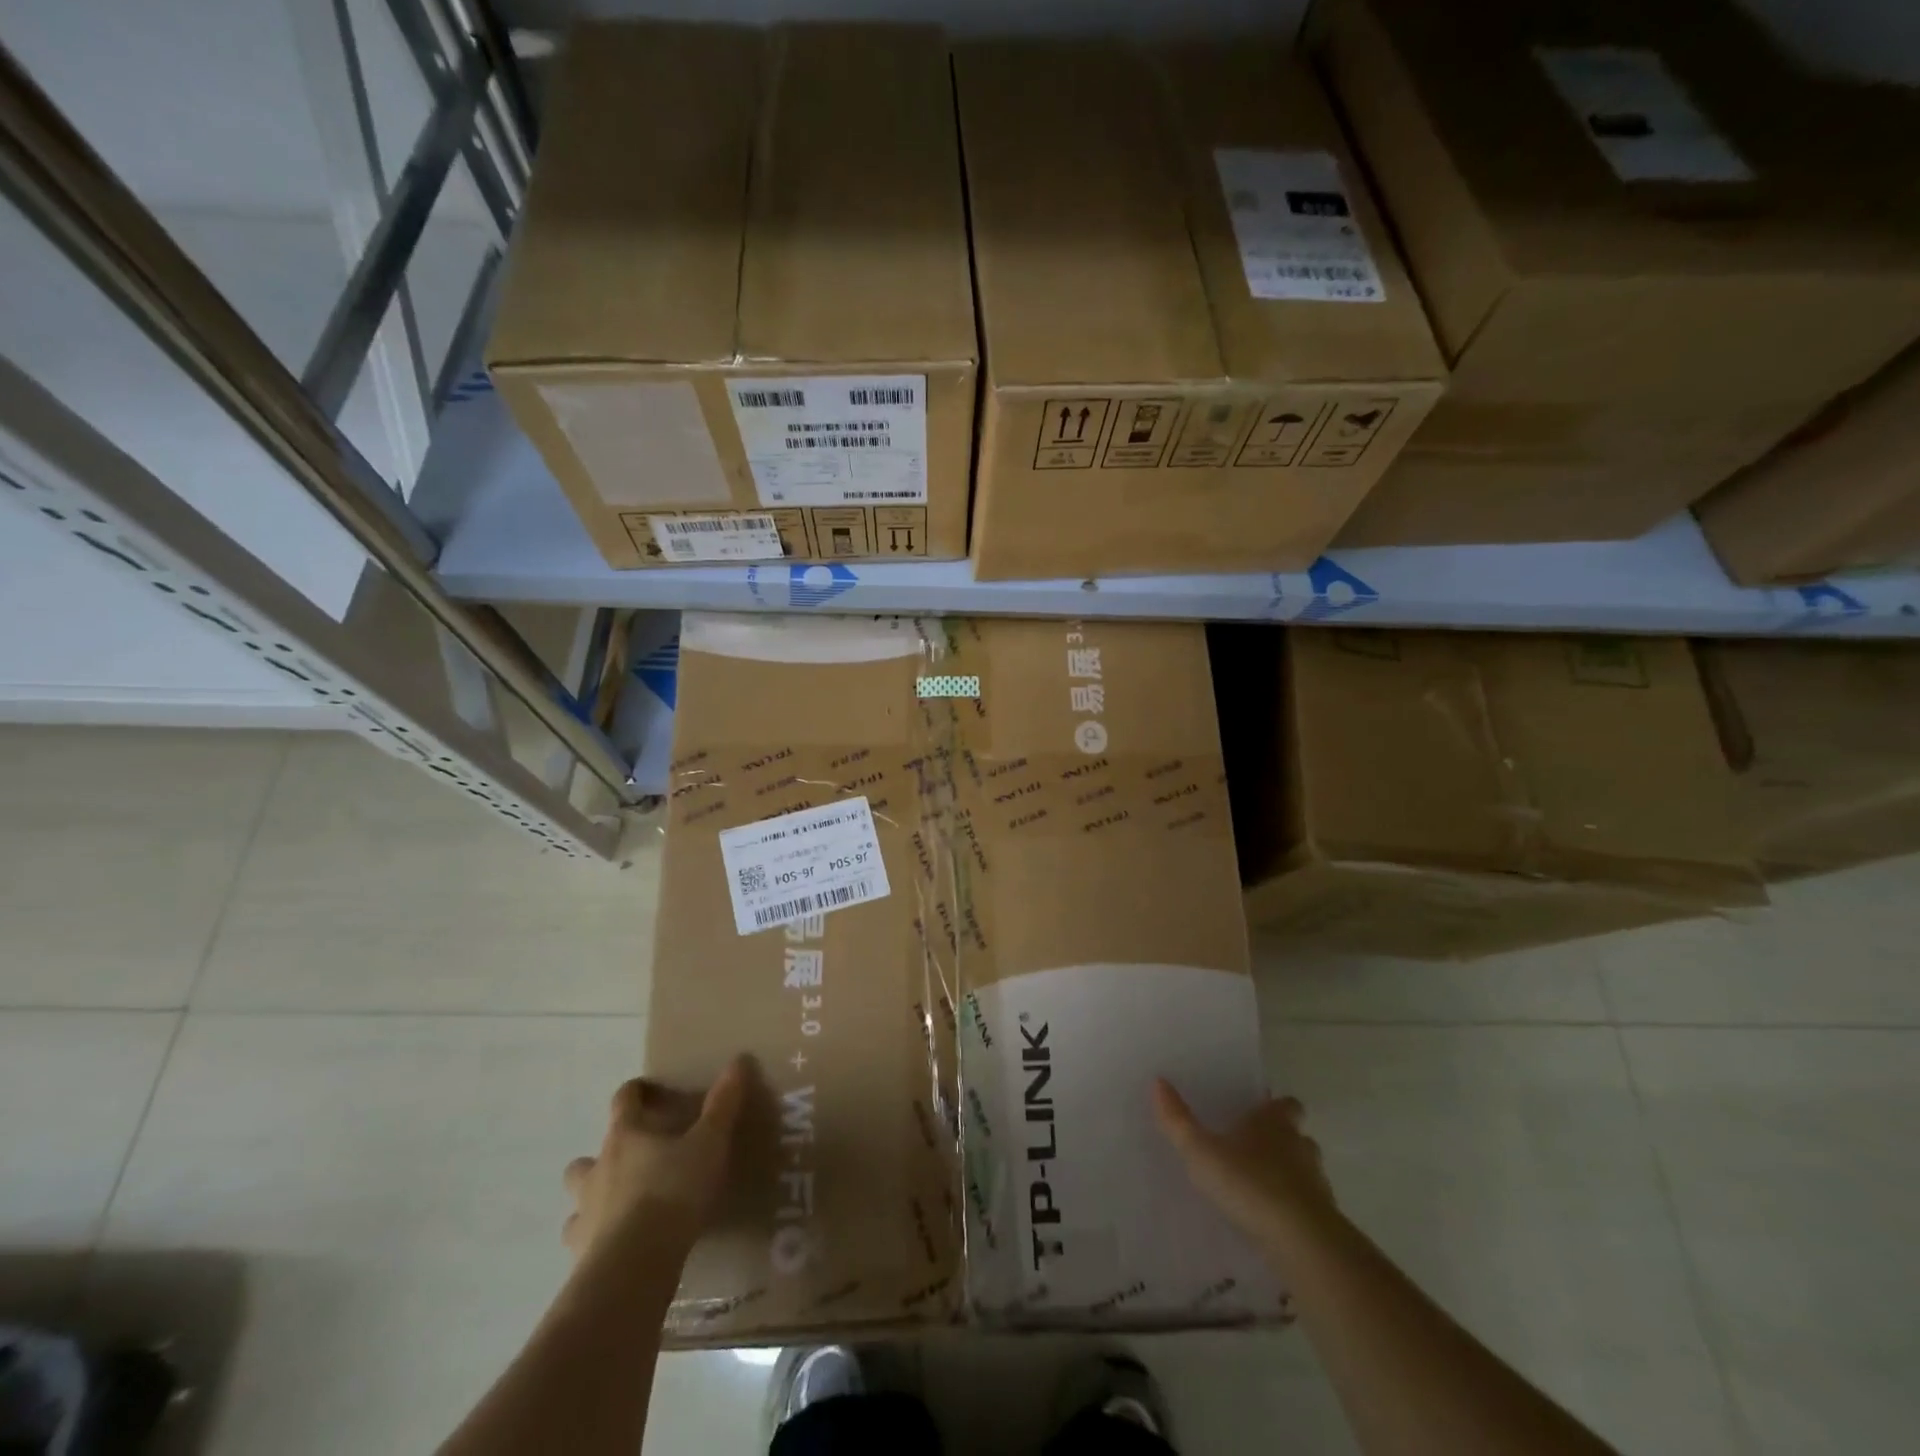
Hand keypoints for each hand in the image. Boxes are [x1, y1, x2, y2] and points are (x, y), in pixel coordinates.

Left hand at [563, 1056, 750, 1263]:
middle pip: (587, 1156)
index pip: (623, 1101)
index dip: (635, 1092)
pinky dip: (595, 1240)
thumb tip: (739, 1060)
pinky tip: (617, 1246)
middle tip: (634, 1160)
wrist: (634, 1265)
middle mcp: (597, 1170)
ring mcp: (584, 1214)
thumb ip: (722, 1105)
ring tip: (622, 1207)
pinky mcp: (579, 1254)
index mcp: (625, 1136)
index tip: (649, 1091)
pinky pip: (582, 1241)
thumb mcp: (708, 1144)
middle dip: (604, 1156)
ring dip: (594, 1199)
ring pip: (579, 1199)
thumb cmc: (672, 1192)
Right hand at [1154, 1080, 1338, 1254]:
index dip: (1276, 1107)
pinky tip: (1271, 1222)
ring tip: (1260, 1188)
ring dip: (1289, 1177)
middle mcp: (1300, 1147)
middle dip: (1282, 1141)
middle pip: (1298, 1137)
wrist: (1301, 1243)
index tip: (1260, 1112)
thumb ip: (1178, 1120)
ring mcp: (1317, 1185)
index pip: (1287, 1104)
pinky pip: (1308, 1208)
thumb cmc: (1250, 1184)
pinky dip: (1293, 1210)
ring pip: (1305, 1172)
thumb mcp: (1202, 1152)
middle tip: (1253, 1150)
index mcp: (1275, 1123)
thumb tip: (1158, 1081)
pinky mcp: (1324, 1222)